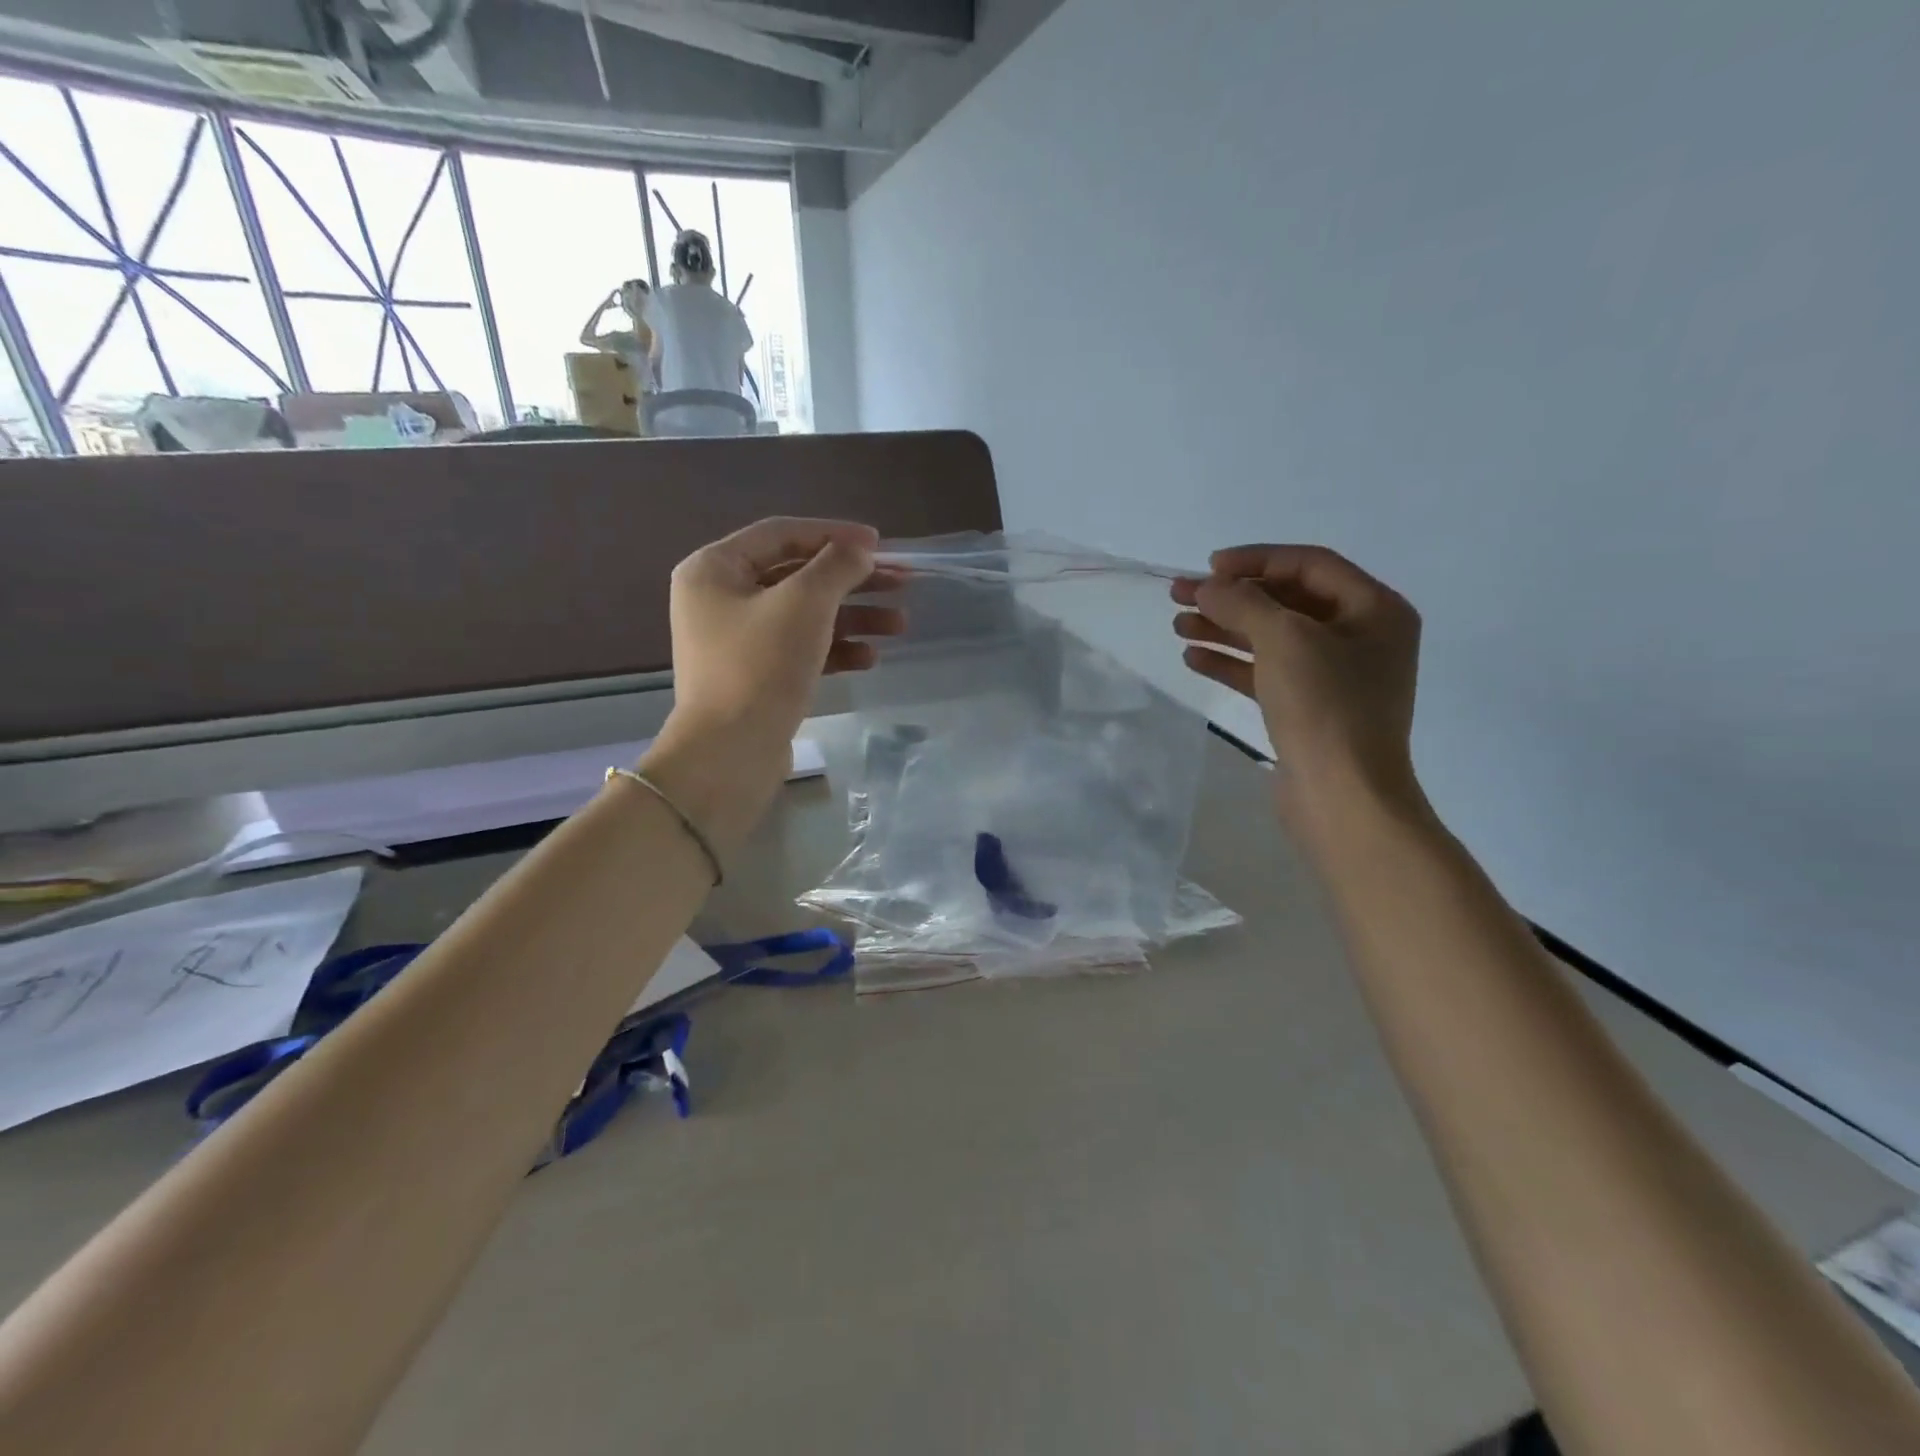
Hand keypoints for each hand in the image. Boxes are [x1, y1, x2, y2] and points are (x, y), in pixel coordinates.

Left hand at [644, 519, 902, 844]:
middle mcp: (720, 599)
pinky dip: (835, 649)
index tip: (881, 544)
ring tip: (899, 626)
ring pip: (804, 615)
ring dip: (853, 617)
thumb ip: (837, 566)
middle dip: (853, 580)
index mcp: (715, 569)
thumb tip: (860, 549)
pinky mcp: (754, 676)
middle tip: (903, 584)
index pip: (782, 533)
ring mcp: (736, 641)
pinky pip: (800, 649)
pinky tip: (870, 658)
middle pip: (798, 575)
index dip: (834, 533)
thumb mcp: (804, 604)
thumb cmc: (761, 666)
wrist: (730, 753)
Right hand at [1172, 545, 1422, 812]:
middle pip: (1286, 602)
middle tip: (1180, 595)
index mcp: (1374, 609)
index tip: (1209, 568)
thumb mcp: (1284, 640)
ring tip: (1177, 626)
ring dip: (1224, 629)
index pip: (1309, 565)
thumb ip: (1243, 602)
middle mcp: (1360, 637)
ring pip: (1272, 639)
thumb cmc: (1325, 707)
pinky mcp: (1310, 709)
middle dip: (1231, 597)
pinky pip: (1267, 673)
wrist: (1343, 797)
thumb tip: (1208, 586)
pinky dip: (1232, 663)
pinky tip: (1194, 658)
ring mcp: (1335, 676)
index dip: (1256, 560)